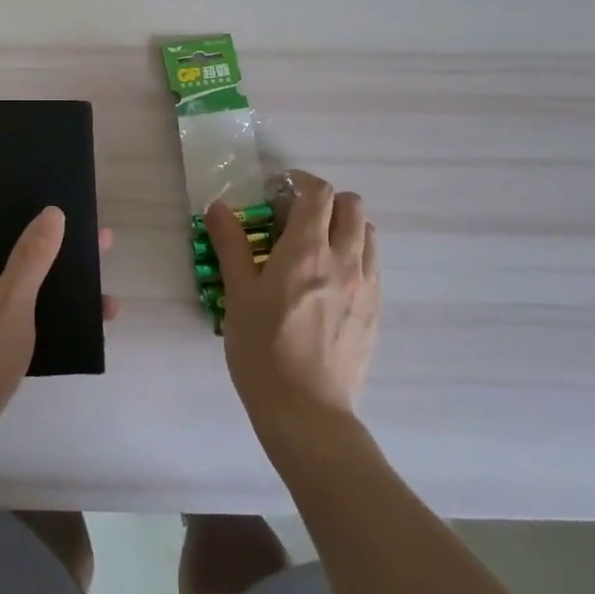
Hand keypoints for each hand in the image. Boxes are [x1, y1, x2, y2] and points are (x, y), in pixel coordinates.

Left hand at [0, 199, 116, 451]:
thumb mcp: (10, 303)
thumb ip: (31, 257)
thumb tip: (52, 211)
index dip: (5, 198)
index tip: (43, 196)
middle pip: (0, 244)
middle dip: (44, 240)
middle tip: (89, 238)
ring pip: (12, 281)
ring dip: (52, 278)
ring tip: (99, 278)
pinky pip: (14, 312)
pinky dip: (45, 310)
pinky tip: (88, 322)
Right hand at [205, 171, 379, 430]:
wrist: (307, 411)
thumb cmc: (263, 351)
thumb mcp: (238, 295)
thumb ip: (231, 245)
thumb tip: (219, 207)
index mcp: (306, 251)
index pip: (318, 193)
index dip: (300, 182)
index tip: (280, 189)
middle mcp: (345, 260)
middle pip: (352, 206)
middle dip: (326, 200)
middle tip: (297, 217)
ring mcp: (366, 286)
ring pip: (369, 234)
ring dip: (345, 227)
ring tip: (317, 247)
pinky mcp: (375, 311)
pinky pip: (373, 266)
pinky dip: (356, 256)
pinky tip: (330, 281)